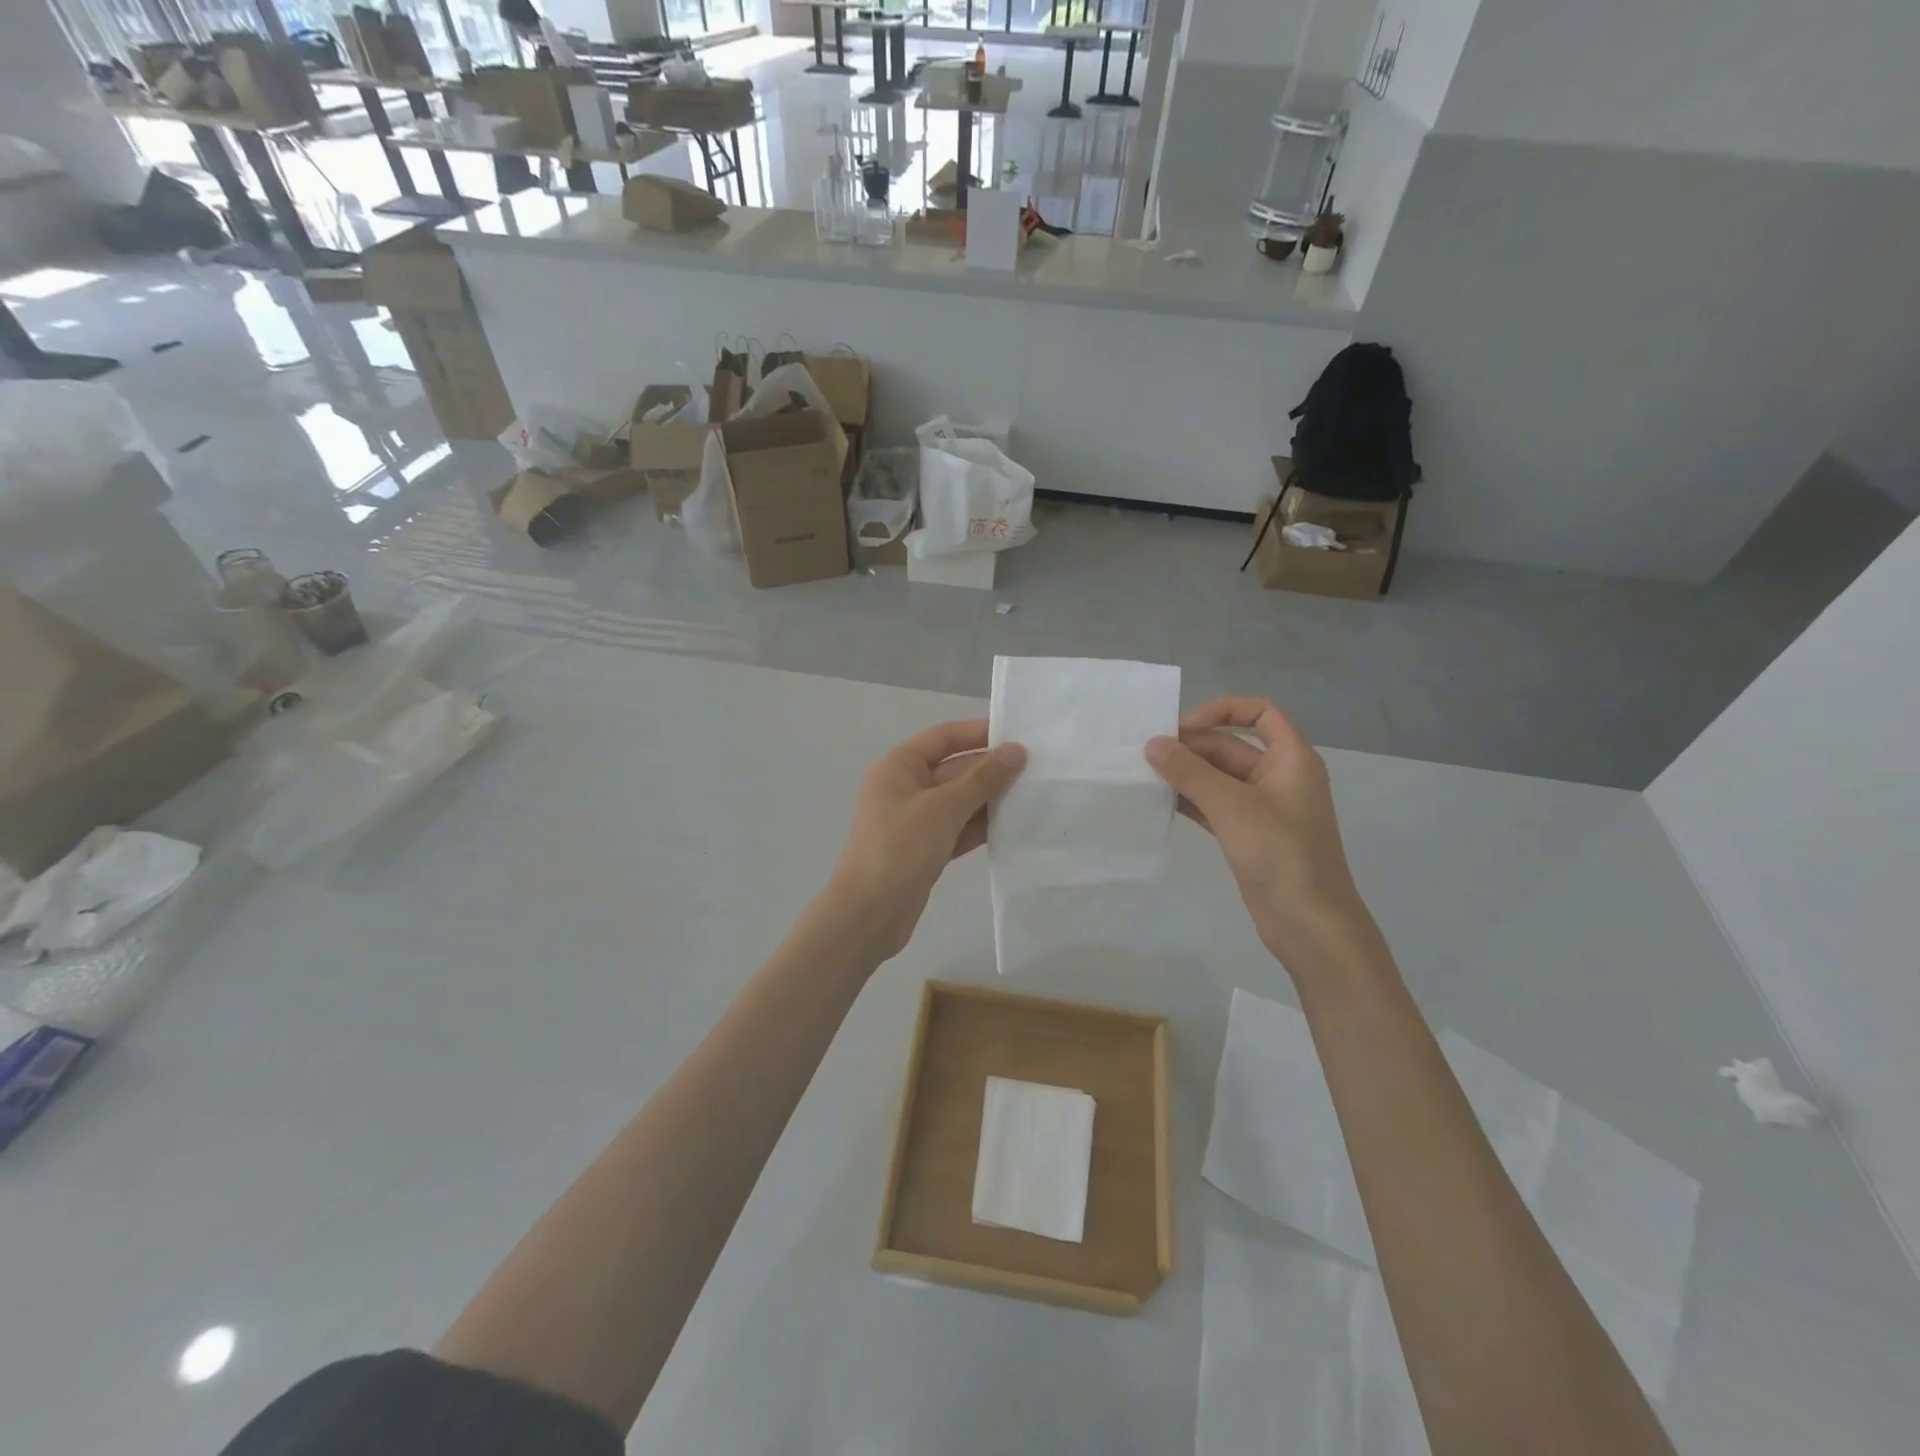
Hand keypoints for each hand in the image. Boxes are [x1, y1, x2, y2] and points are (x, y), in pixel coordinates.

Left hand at [827, 720, 1025, 961]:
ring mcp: (915, 820)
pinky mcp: (926, 849)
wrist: (869, 915)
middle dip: (991, 769)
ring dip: (992, 798)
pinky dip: (982, 825)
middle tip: (1037, 769)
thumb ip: (982, 778)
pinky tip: (1015, 824)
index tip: (1017, 735)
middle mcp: (905, 788)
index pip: (943, 737)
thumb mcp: (944, 808)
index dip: (978, 733)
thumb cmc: (900, 849)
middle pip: (954, 769)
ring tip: (1034, 794)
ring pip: (960, 800)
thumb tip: (1016, 751)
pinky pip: (959, 828)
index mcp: (898, 766)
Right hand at [1146, 697, 1377, 976]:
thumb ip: (1189, 772)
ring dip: (1186, 774)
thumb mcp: (1232, 806)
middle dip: (1191, 747)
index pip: (1260, 712)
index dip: (1222, 711)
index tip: (1183, 728)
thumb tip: (1153, 744)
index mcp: (1291, 759)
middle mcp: (1279, 777)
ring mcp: (1263, 808)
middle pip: (1231, 746)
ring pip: (1219, 777)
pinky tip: (1158, 802)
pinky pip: (1214, 805)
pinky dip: (1190, 800)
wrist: (1309, 925)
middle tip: (1147, 756)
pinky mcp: (1247, 835)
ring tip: (1144, 776)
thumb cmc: (1280, 854)